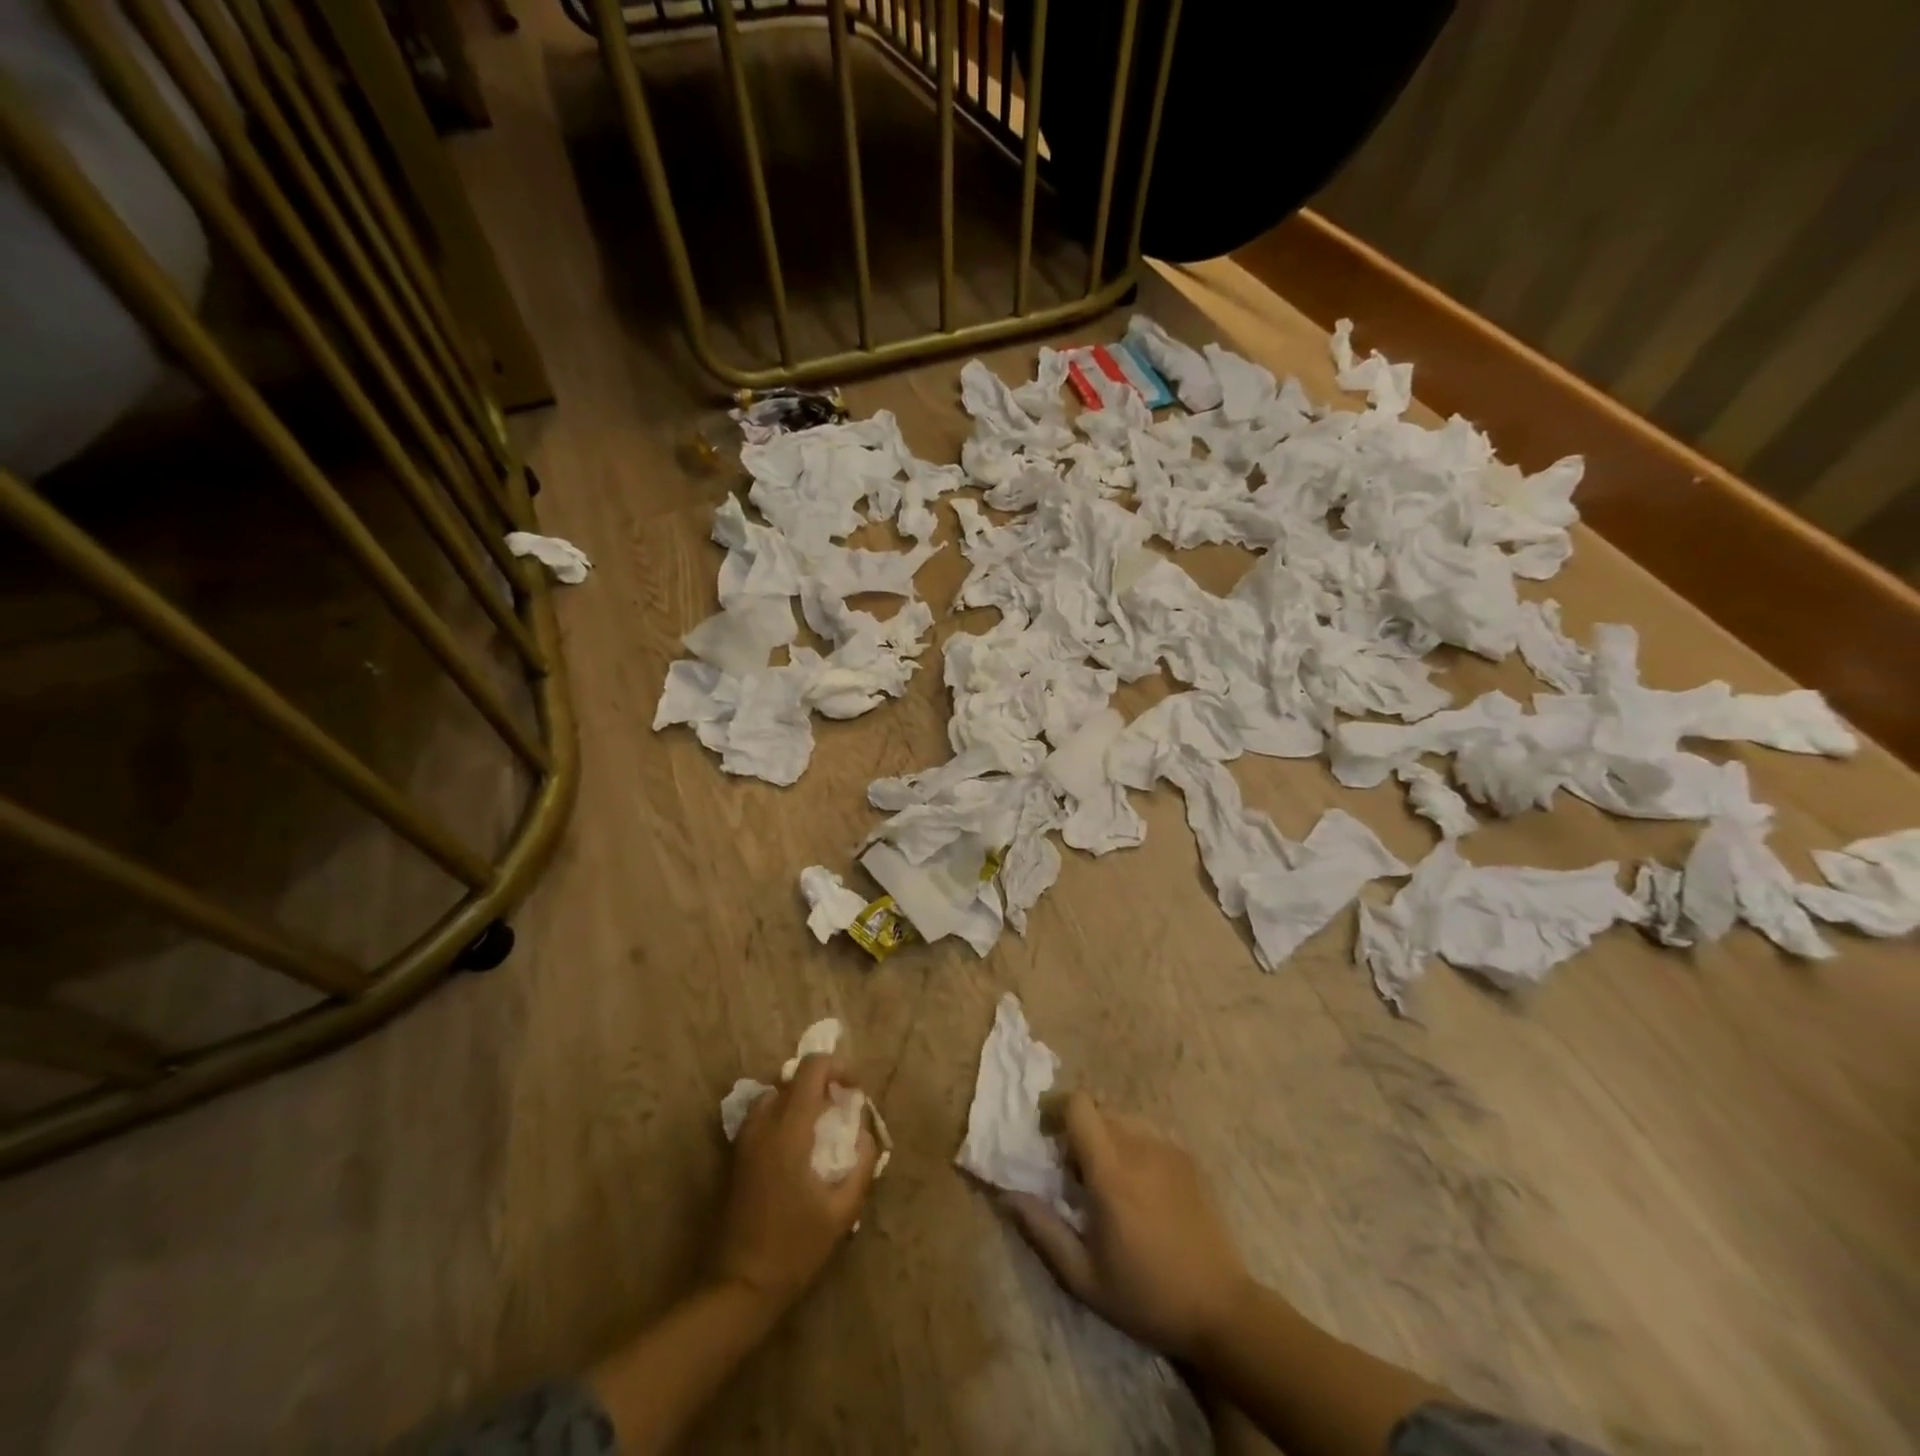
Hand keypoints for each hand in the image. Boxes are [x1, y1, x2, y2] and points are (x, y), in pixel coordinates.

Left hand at [711, 1054, 878, 1314]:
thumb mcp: (841, 1211)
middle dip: (822, 1084)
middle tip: (842, 1111)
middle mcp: (763, 1123)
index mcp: (789, 1129)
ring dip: (800, 1099)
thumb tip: (866, 1132)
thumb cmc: (794, 1249)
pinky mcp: (736, 1156)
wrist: (737, 1288)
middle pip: (794, 1078)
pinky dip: (782, 1115)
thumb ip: (862, 1164)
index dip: (838, 1067)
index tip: (855, 1091)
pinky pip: (762, 1116)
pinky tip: (797, 1150)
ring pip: (775, 1095)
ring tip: (820, 1128)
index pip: (812, 1068)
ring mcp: (745, 1139)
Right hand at [1005, 1092, 1250, 1361]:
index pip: (1078, 1105)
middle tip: (1073, 1171)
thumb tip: (1007, 1195)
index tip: (1047, 1139)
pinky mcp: (1187, 1159)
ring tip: (1106, 1180)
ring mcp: (1168, 1149)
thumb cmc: (1146, 1297)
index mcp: (1111, 1172)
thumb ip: (1042, 1230)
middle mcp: (1140, 1147)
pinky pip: (1147, 1134)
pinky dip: (1132, 1146)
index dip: (1056, 1110)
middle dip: (1078, 1130)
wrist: (1222, 1310)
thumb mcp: (1084, 1277)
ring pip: (1123, 1119)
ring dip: (1105, 1136)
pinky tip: (1138, 1187)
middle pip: (1098, 1110)